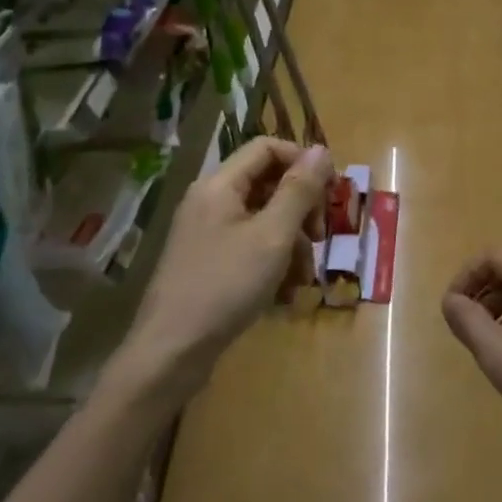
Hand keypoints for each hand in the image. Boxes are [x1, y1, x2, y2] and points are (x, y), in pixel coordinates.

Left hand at [119, 139, 332, 400]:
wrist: (171, 353)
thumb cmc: (225, 286)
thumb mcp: (272, 236)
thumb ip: (299, 190)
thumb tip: (321, 149)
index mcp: (220, 184)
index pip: (267, 148)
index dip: (302, 162)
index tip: (330, 193)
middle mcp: (211, 201)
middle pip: (268, 184)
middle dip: (301, 209)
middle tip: (320, 237)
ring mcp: (207, 234)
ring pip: (263, 220)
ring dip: (291, 244)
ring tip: (303, 278)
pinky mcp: (208, 264)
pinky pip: (250, 249)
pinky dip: (272, 265)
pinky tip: (285, 295)